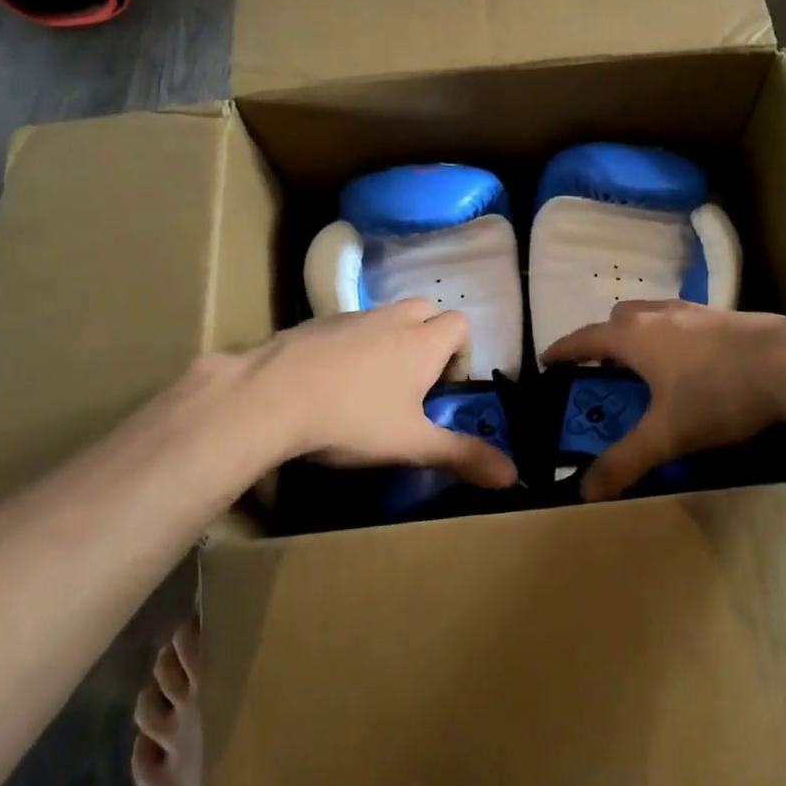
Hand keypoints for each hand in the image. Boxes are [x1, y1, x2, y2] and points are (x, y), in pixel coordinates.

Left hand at [241, 299, 519, 486]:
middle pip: (427, 309)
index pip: (461, 324)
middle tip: (415, 380)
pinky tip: (333, 380)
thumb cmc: (353, 419)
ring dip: (392, 338)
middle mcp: (393, 319)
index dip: (462, 352)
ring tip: (374, 383)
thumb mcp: (412, 444)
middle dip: (430, 337)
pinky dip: (354, 343)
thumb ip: (463, 456)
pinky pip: (350, 324)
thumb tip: (514, 476)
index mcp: (423, 342)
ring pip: (386, 315)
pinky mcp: (316, 323)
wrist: (271, 397)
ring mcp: (352, 317)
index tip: (445, 388)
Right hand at [543, 301, 785, 500]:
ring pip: (652, 316)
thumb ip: (625, 462)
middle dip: (604, 341)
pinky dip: (672, 338)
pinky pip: (682, 322)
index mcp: (634, 335)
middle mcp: (658, 314)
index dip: (562, 351)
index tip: (546, 361)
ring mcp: (694, 310)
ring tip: (645, 368)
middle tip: (601, 370)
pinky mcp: (724, 316)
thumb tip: (584, 492)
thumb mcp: (667, 435)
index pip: (584, 339)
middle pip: (618, 319)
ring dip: (640, 337)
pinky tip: (692, 365)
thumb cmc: (718, 393)